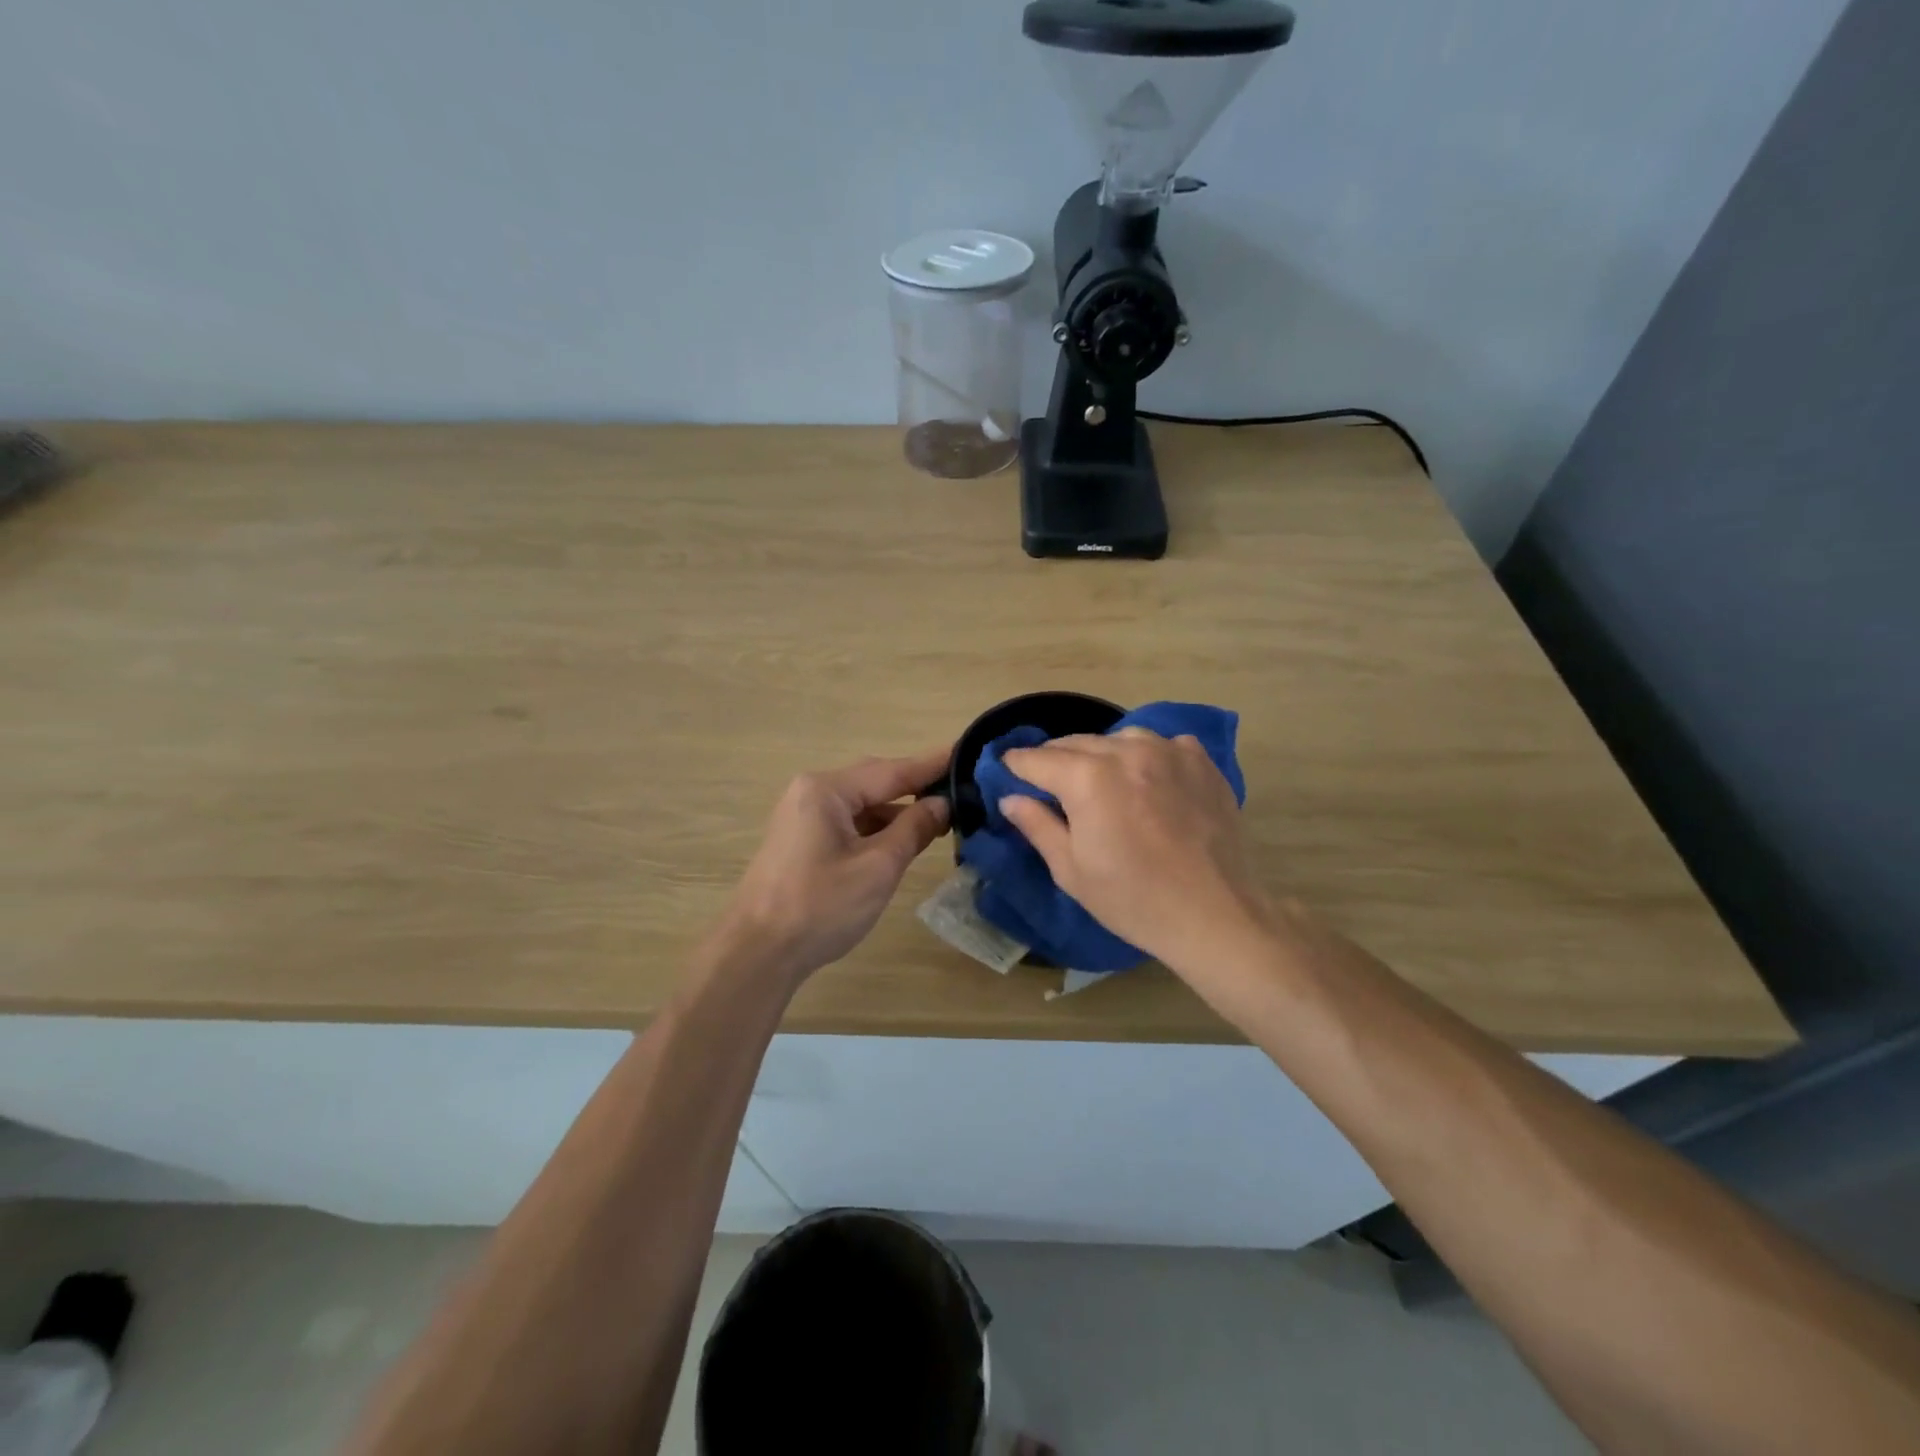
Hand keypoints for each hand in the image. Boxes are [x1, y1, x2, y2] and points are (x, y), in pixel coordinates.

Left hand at [723, 748, 950, 983]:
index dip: (932, 765)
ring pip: (862, 805)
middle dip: (916, 787)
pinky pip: (849, 823)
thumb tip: (942, 803)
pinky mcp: (802, 841)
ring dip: (897, 812)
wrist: (758, 953)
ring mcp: (803, 817)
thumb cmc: (821, 906)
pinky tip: (903, 840)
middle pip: (875, 782)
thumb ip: (914, 828)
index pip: (892, 770)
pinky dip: (877, 829)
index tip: (967, 751)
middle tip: (961, 789)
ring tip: (941, 819)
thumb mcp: (878, 867)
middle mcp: (811, 792)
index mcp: (827, 790)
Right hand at [999, 728, 1269, 973]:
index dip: (1016, 766)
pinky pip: (1162, 744)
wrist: (1215, 915)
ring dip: (1101, 755)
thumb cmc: (1133, 900)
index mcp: (1087, 777)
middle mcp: (1126, 751)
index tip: (1008, 773)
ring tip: (1102, 782)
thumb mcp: (1071, 870)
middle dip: (1055, 760)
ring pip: (1117, 738)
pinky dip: (1146, 756)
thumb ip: (1037, 825)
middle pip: (1074, 742)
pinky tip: (1149, 782)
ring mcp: (1168, 751)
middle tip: (1049, 785)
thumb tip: (1010, 798)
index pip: (1036, 759)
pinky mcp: (1201, 761)